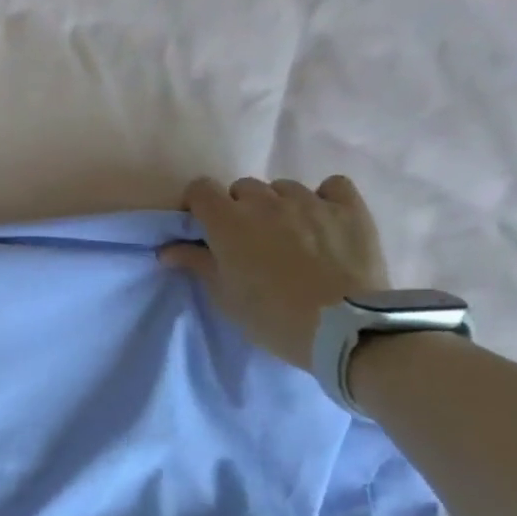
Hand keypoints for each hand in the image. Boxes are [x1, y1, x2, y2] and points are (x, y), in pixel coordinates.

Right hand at [159, 176, 390, 370]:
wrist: (343, 328)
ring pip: (284, 188)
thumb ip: (195, 263)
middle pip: (243, 188)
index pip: (201, 189)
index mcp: (228, 221)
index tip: (203, 226)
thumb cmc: (270, 315)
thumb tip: (167, 249)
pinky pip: (332, 187)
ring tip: (289, 234)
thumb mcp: (223, 295)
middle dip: (239, 208)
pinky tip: (324, 219)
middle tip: (248, 239)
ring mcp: (310, 201)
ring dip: (278, 205)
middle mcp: (266, 201)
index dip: (198, 204)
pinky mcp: (349, 209)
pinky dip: (324, 198)